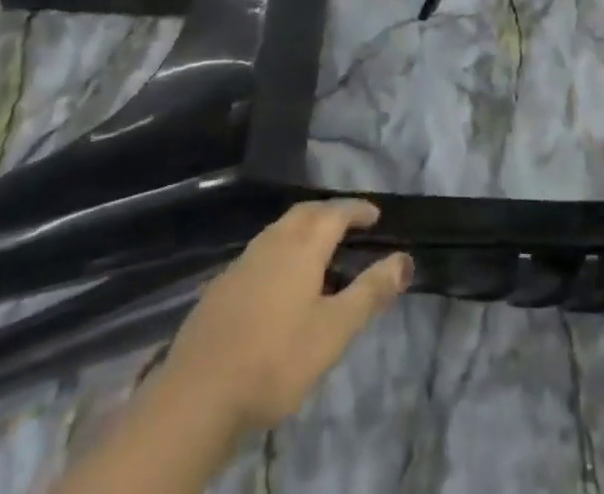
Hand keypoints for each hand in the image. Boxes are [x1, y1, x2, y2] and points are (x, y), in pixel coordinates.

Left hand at [159, 200, 412, 437]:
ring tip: (319, 249)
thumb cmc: (276, 359)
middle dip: (329, 212)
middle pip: (305, 213)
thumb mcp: (333, 331)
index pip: (336, 212)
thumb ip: (370, 293)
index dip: (358, 210)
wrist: (198, 394)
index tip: (375, 214)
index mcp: (302, 245)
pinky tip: (280, 280)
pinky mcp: (223, 285)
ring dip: (303, 229)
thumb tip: (404, 259)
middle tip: (349, 224)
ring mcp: (243, 261)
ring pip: (280, 230)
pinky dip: (281, 251)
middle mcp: (272, 241)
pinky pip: (261, 252)